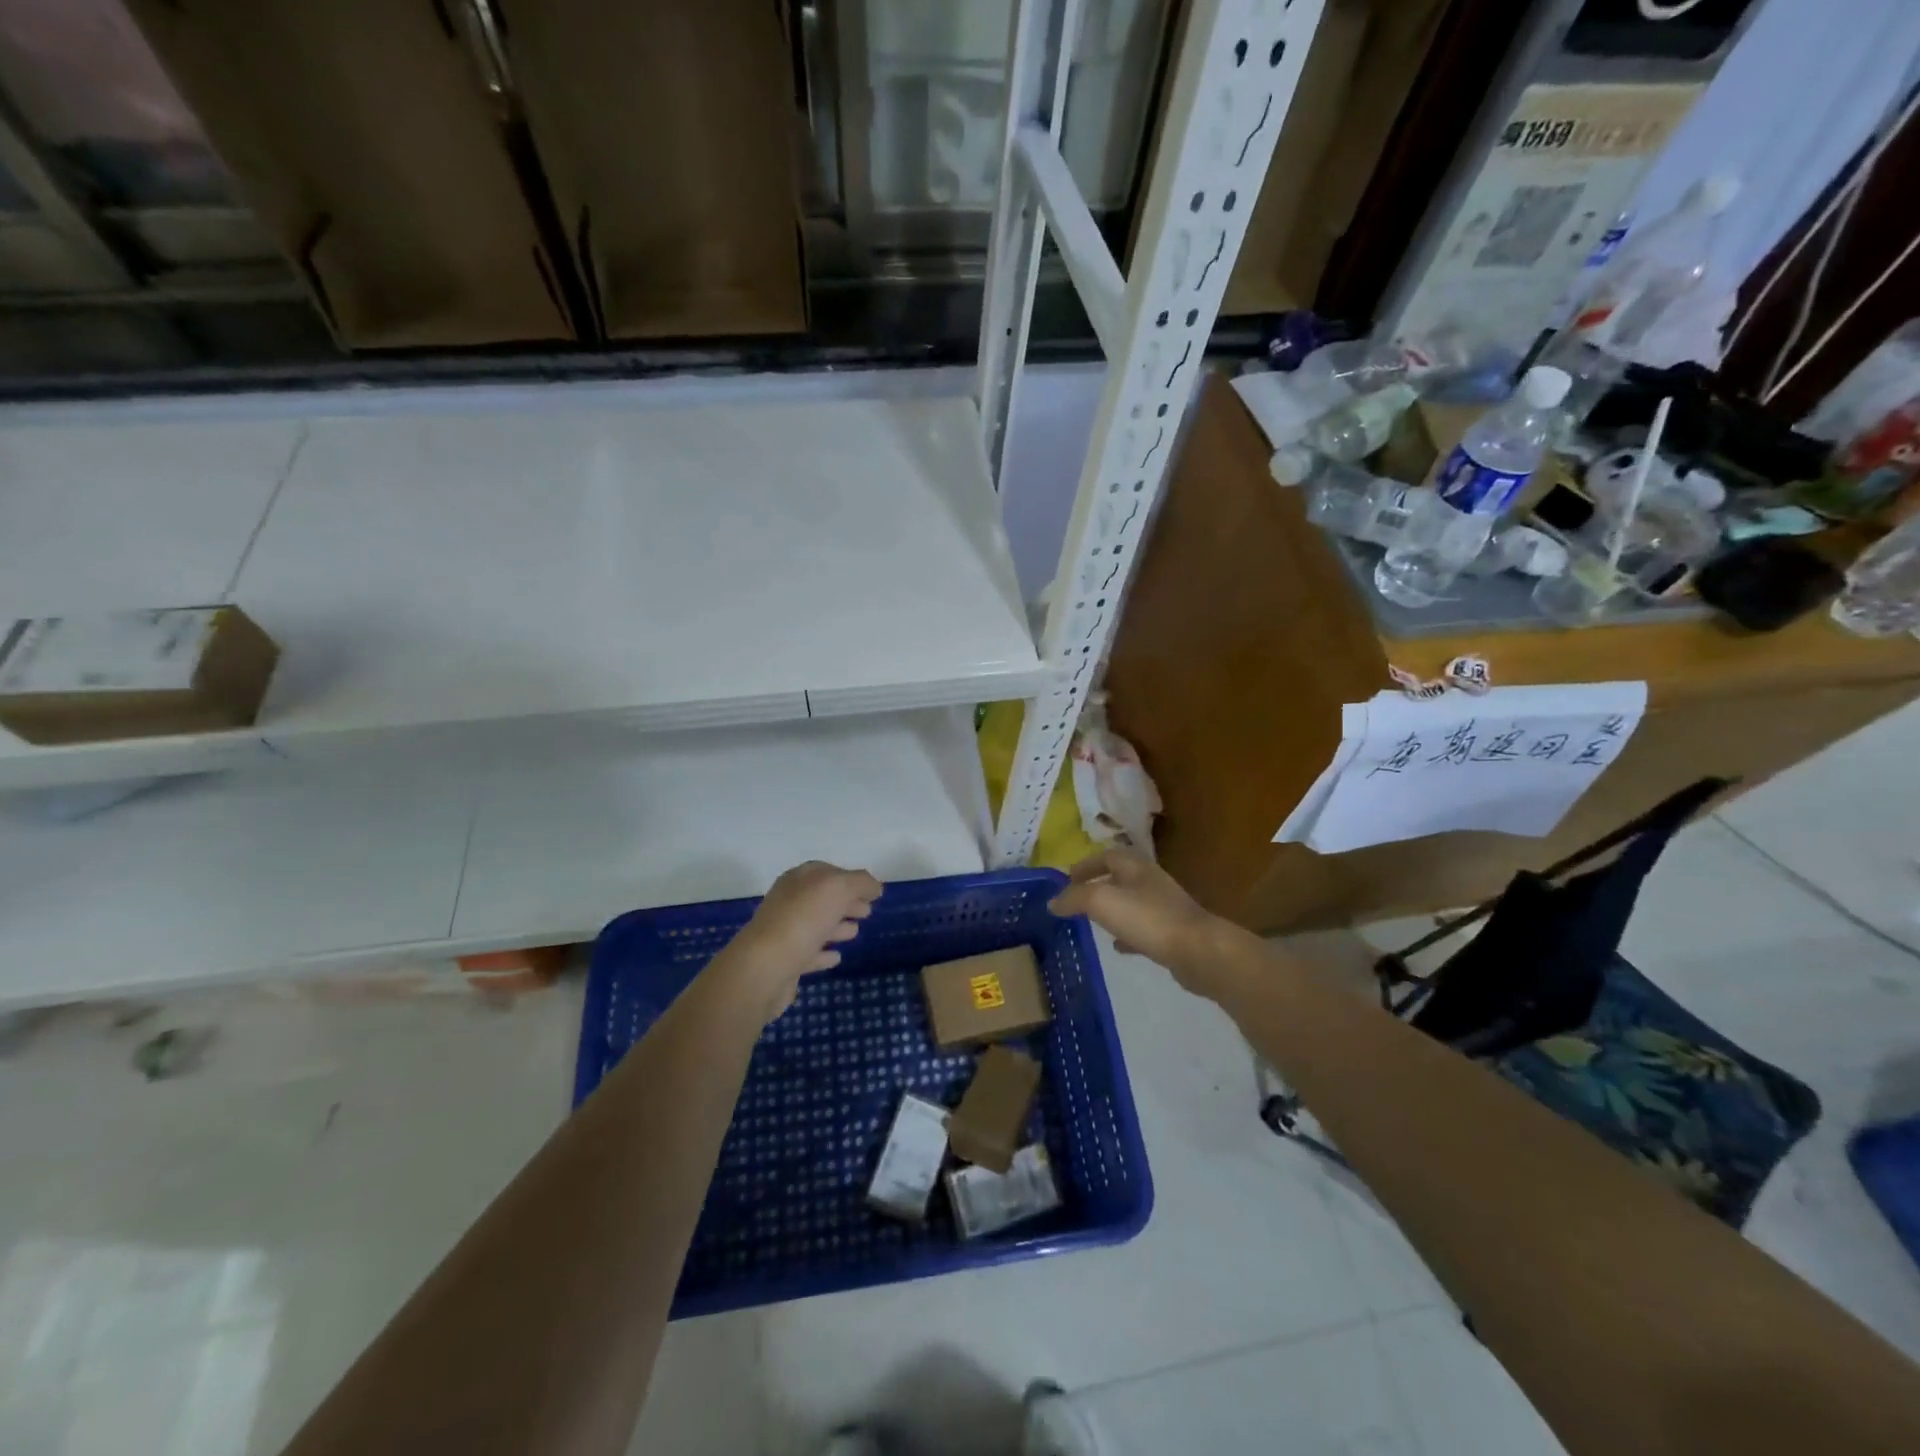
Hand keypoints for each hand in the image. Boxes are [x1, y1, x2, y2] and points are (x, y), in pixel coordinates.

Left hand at [719, 861, 883, 1020]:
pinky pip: (808, 953)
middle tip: (868, 912)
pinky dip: (823, 953)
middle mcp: (789, 902)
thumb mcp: (839, 888)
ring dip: (836, 926)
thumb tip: (874, 887)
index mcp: (798, 879)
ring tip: (855, 932)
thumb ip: (861, 883)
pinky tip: (836, 957)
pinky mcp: (785, 962)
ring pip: (815, 925)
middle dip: (845, 902)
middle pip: (822, 898)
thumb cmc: (803, 919)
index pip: (826, 872)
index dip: (850, 879)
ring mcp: (785, 933)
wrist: (765, 967)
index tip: (871, 892)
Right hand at [1048, 848, 1223, 990]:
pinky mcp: (1172, 933)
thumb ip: (1074, 898)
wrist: (1198, 950)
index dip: (1086, 865)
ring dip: (1112, 910)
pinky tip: (1117, 947)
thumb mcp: (1101, 901)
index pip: (1106, 855)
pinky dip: (1127, 934)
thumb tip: (1053, 902)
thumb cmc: (1147, 918)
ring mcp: (1164, 907)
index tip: (1067, 878)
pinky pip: (1143, 929)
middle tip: (1076, 901)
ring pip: (1131, 903)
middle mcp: (1150, 881)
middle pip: (1119, 878)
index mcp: (1135, 866)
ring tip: (1092, 923)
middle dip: (1097, 886)